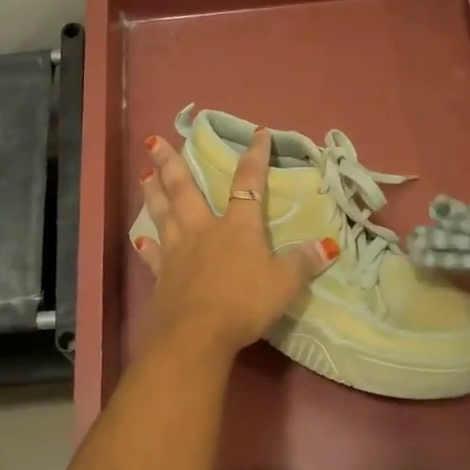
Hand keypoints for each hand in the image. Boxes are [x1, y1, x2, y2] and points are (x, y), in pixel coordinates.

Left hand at [132, 128, 337, 360]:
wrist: (196, 335)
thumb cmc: (244, 303)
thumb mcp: (284, 284)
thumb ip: (304, 262)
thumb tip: (329, 245)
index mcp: (237, 228)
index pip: (248, 184)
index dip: (254, 158)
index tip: (258, 134)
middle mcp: (203, 230)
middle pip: (185, 190)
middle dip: (172, 163)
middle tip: (154, 140)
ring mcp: (177, 251)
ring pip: (163, 213)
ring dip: (153, 191)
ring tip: (144, 172)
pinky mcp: (161, 275)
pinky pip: (152, 254)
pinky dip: (146, 244)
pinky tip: (140, 237)